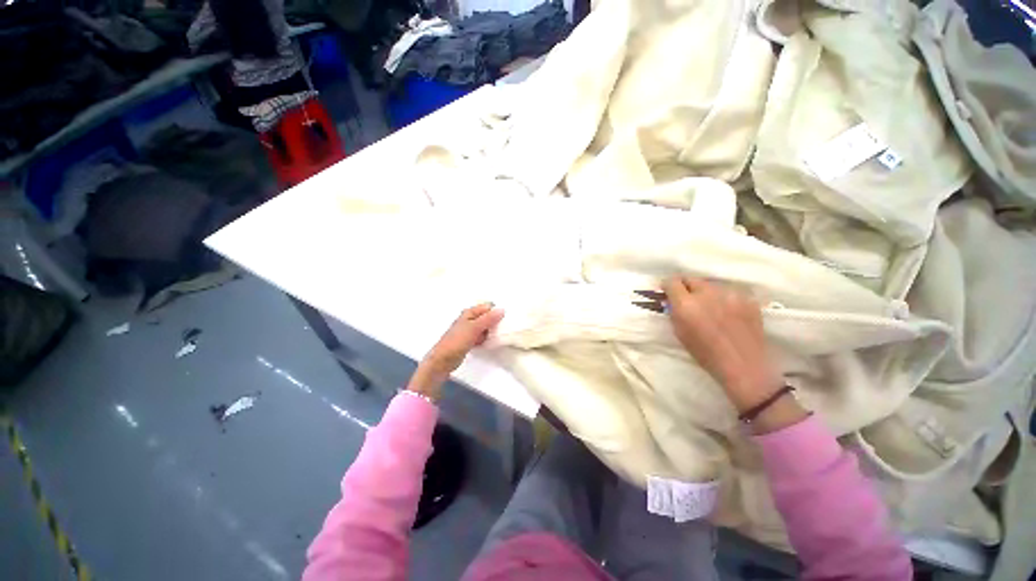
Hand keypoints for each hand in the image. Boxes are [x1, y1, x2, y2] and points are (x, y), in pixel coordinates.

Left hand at [407, 303, 504, 399]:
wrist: (443, 360)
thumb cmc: (457, 341)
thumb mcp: (474, 328)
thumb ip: (488, 319)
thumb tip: (502, 309)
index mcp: (469, 312)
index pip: (487, 307)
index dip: (496, 312)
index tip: (504, 320)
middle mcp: (469, 319)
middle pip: (487, 317)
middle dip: (495, 322)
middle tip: (501, 330)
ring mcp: (469, 330)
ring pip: (485, 327)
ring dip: (491, 332)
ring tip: (495, 337)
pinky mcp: (470, 340)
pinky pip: (482, 336)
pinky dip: (485, 339)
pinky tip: (488, 343)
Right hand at [663, 277, 785, 414]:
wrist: (743, 366)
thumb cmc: (705, 354)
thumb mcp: (680, 333)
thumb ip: (674, 312)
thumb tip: (671, 300)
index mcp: (686, 304)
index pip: (672, 281)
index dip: (668, 286)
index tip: (668, 292)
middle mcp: (706, 294)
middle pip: (691, 279)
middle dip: (686, 286)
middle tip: (688, 299)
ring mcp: (729, 294)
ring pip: (711, 284)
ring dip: (706, 292)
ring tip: (710, 307)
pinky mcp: (747, 298)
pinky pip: (729, 291)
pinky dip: (724, 298)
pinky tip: (728, 312)